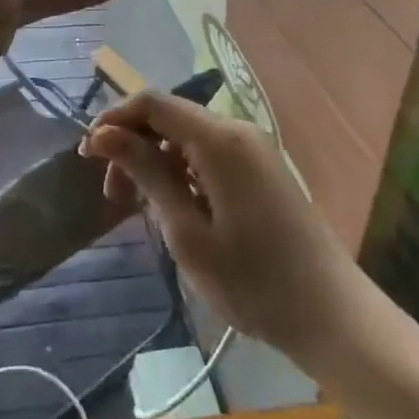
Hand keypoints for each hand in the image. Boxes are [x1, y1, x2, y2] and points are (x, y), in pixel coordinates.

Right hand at [83, 93, 363, 361]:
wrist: (332, 316)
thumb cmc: (253, 280)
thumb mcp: (187, 231)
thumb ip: (146, 174)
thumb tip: (103, 134)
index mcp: (220, 139)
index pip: (153, 103)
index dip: (114, 120)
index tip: (87, 156)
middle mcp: (238, 131)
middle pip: (170, 118)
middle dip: (133, 146)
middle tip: (111, 195)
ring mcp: (254, 149)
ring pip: (188, 138)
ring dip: (155, 162)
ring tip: (137, 208)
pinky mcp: (262, 170)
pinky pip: (209, 155)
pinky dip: (181, 172)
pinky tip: (172, 209)